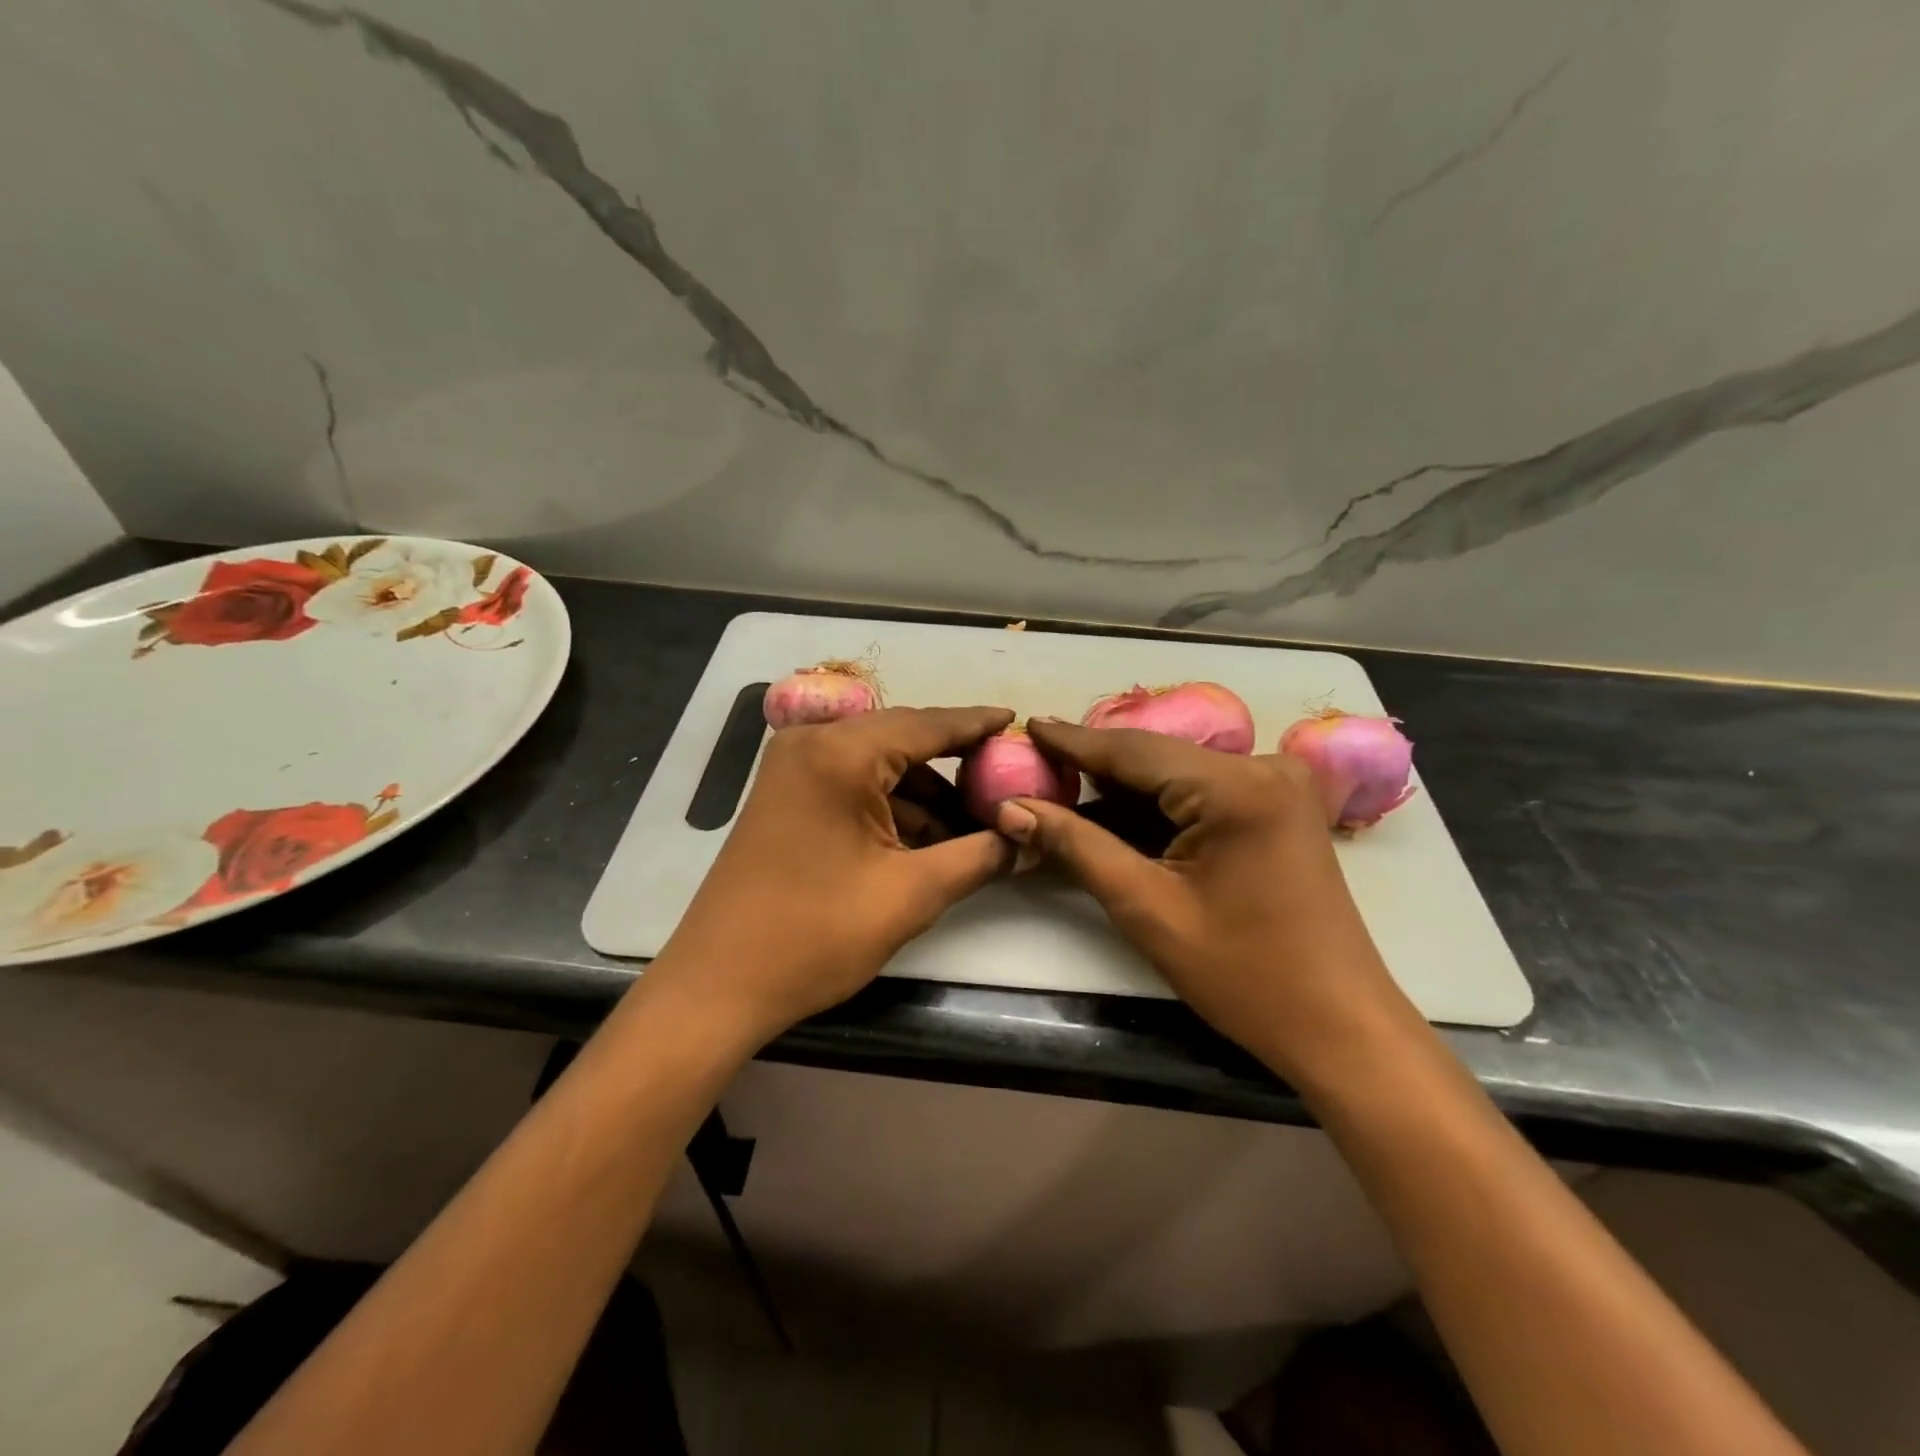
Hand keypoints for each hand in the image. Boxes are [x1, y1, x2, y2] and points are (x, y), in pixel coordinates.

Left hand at [655, 706, 1014, 1044]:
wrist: (717, 986)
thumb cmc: (814, 936)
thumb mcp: (909, 895)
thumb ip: (977, 857)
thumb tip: (1026, 840)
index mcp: (839, 754)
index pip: (927, 725)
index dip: (977, 725)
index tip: (1017, 720)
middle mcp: (812, 744)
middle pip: (903, 740)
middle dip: (955, 764)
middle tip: (1006, 780)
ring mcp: (792, 769)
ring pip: (879, 765)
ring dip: (926, 793)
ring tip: (976, 824)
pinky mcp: (786, 796)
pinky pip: (853, 784)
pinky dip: (892, 806)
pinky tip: (929, 838)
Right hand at [998, 721, 1411, 1079]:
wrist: (1340, 1026)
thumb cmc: (1244, 975)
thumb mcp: (1147, 908)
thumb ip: (1076, 846)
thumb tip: (1011, 808)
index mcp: (1236, 786)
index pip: (1133, 751)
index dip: (1073, 742)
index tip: (1026, 726)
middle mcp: (1263, 766)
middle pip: (1156, 757)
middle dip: (1094, 766)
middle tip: (1034, 764)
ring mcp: (1277, 785)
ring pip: (1176, 773)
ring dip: (1122, 787)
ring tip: (1060, 786)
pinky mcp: (1278, 807)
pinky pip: (1201, 792)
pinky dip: (1157, 805)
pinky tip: (1112, 813)